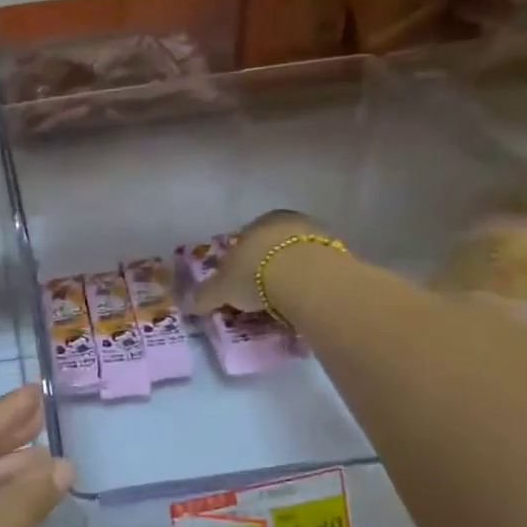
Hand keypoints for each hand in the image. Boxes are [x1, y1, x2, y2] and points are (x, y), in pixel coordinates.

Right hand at [190, 210, 340, 315]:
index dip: (237, 263)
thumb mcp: (221, 289)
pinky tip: (302, 302)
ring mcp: (317, 236)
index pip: (243, 241)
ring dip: (289, 277)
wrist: (308, 279)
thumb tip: (187, 304)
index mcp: (258, 223)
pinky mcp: (340, 255)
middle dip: (265, 269)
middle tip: (258, 296)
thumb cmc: (256, 274)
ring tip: (281, 304)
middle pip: (272, 248)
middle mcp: (288, 222)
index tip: (236, 285)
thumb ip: (204, 295)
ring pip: (296, 258)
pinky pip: (316, 272)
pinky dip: (308, 285)